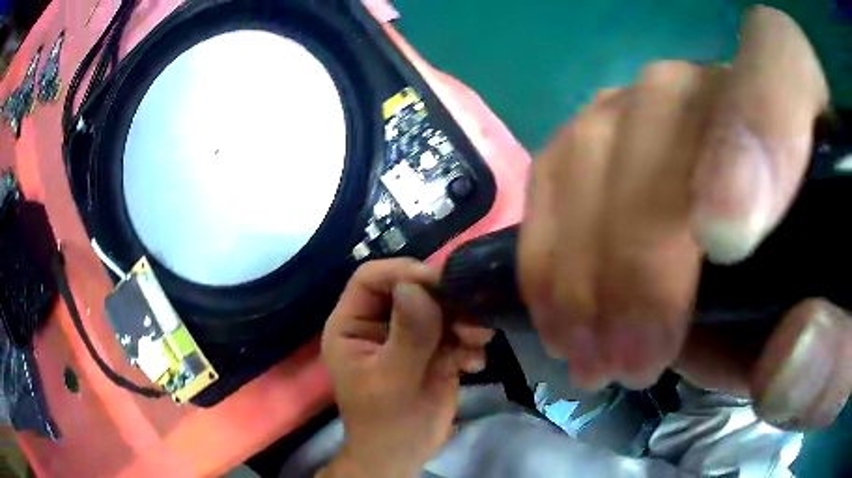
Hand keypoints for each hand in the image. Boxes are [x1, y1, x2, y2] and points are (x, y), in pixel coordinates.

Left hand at [318, 259, 494, 477]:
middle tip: (472, 317)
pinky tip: (474, 364)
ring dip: (464, 321)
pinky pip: (456, 332)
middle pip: (412, 288)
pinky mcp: (435, 351)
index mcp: (352, 324)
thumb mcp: (393, 380)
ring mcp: (409, 336)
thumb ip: (408, 334)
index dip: (402, 272)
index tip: (439, 282)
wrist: (405, 455)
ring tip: (478, 341)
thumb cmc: (386, 422)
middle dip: (444, 300)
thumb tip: (417, 286)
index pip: (371, 278)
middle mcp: (379, 324)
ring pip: (440, 308)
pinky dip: (470, 343)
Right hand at [519, 6, 851, 428]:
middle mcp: (727, 87)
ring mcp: (658, 107)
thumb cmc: (807, 319)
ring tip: (588, 356)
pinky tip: (559, 317)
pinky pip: (557, 167)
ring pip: (598, 135)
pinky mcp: (607, 139)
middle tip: (632, 358)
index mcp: (810, 120)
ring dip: (584, 263)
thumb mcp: (827, 350)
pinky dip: (549, 251)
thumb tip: (789, 361)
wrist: (760, 305)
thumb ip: (830, 359)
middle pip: (670, 104)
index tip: (726, 237)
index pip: (784, 54)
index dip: (763, 119)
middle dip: (646, 246)